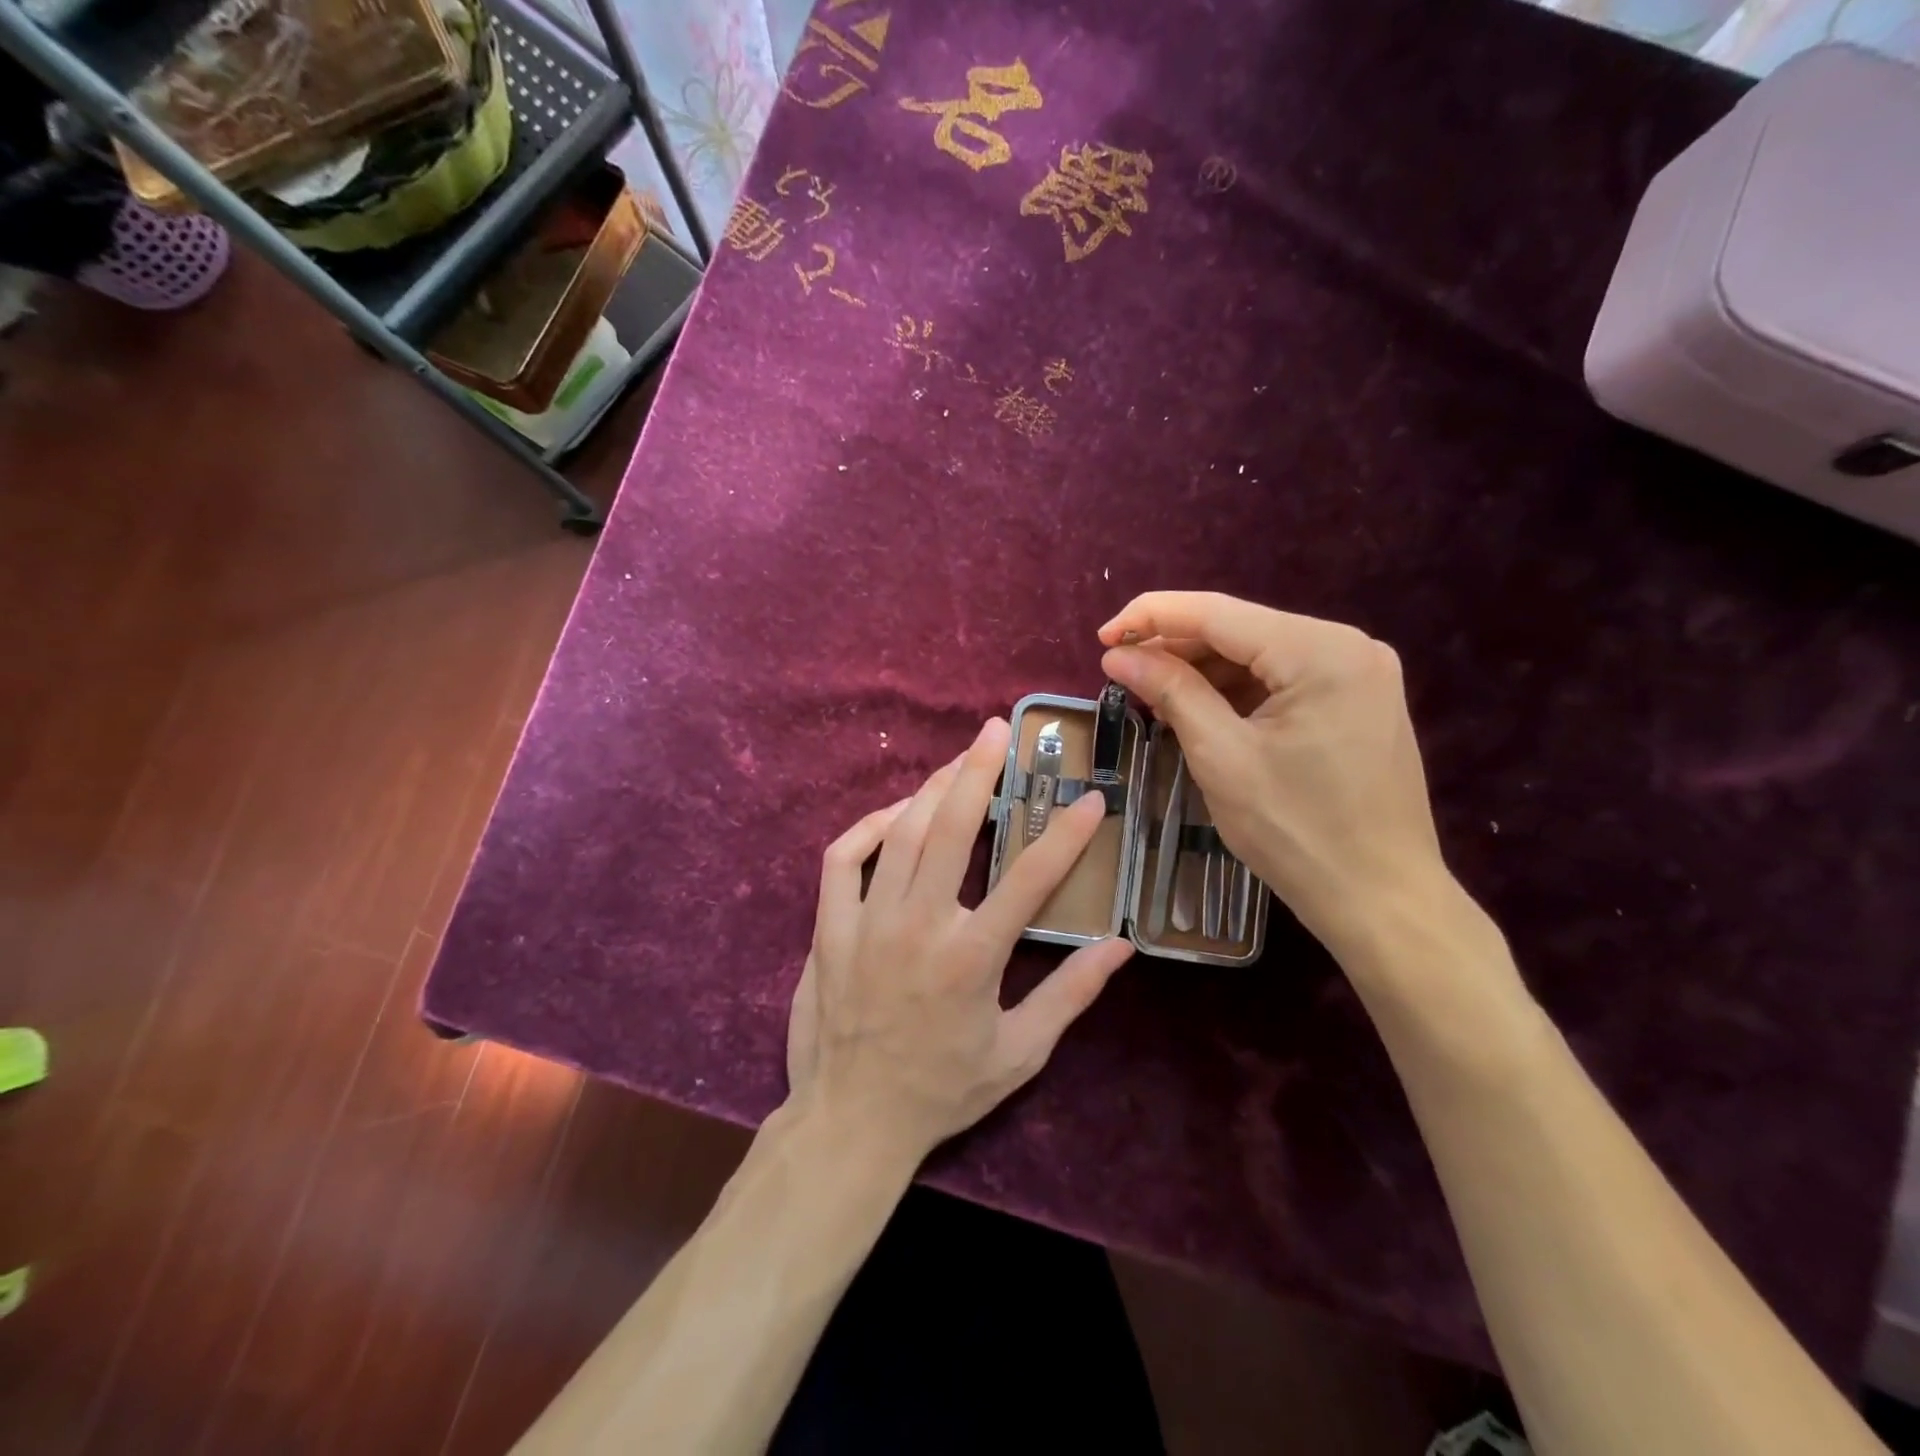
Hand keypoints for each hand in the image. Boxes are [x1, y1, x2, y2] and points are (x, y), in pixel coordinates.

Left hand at [785, 718, 1134, 1166]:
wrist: (851, 1121)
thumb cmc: (942, 1090)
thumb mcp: (1020, 1054)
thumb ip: (1071, 995)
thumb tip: (1121, 946)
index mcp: (972, 957)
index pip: (1030, 878)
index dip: (1066, 833)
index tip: (1090, 798)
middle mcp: (920, 925)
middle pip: (953, 828)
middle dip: (978, 771)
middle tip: (995, 731)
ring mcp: (867, 922)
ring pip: (901, 833)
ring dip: (931, 789)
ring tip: (956, 763)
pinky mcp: (829, 928)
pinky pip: (843, 859)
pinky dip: (867, 827)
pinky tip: (893, 814)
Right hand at [1097, 592, 1447, 953]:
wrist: (1381, 899)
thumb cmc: (1296, 831)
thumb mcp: (1221, 757)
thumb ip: (1171, 691)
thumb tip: (1118, 655)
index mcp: (1320, 651)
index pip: (1217, 613)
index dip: (1150, 617)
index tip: (1100, 638)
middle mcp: (1348, 645)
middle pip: (1240, 630)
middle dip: (1176, 647)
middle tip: (1122, 672)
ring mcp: (1359, 673)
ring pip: (1259, 655)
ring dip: (1204, 671)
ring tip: (1155, 696)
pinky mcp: (1358, 701)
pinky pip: (1283, 679)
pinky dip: (1237, 691)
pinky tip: (1202, 711)